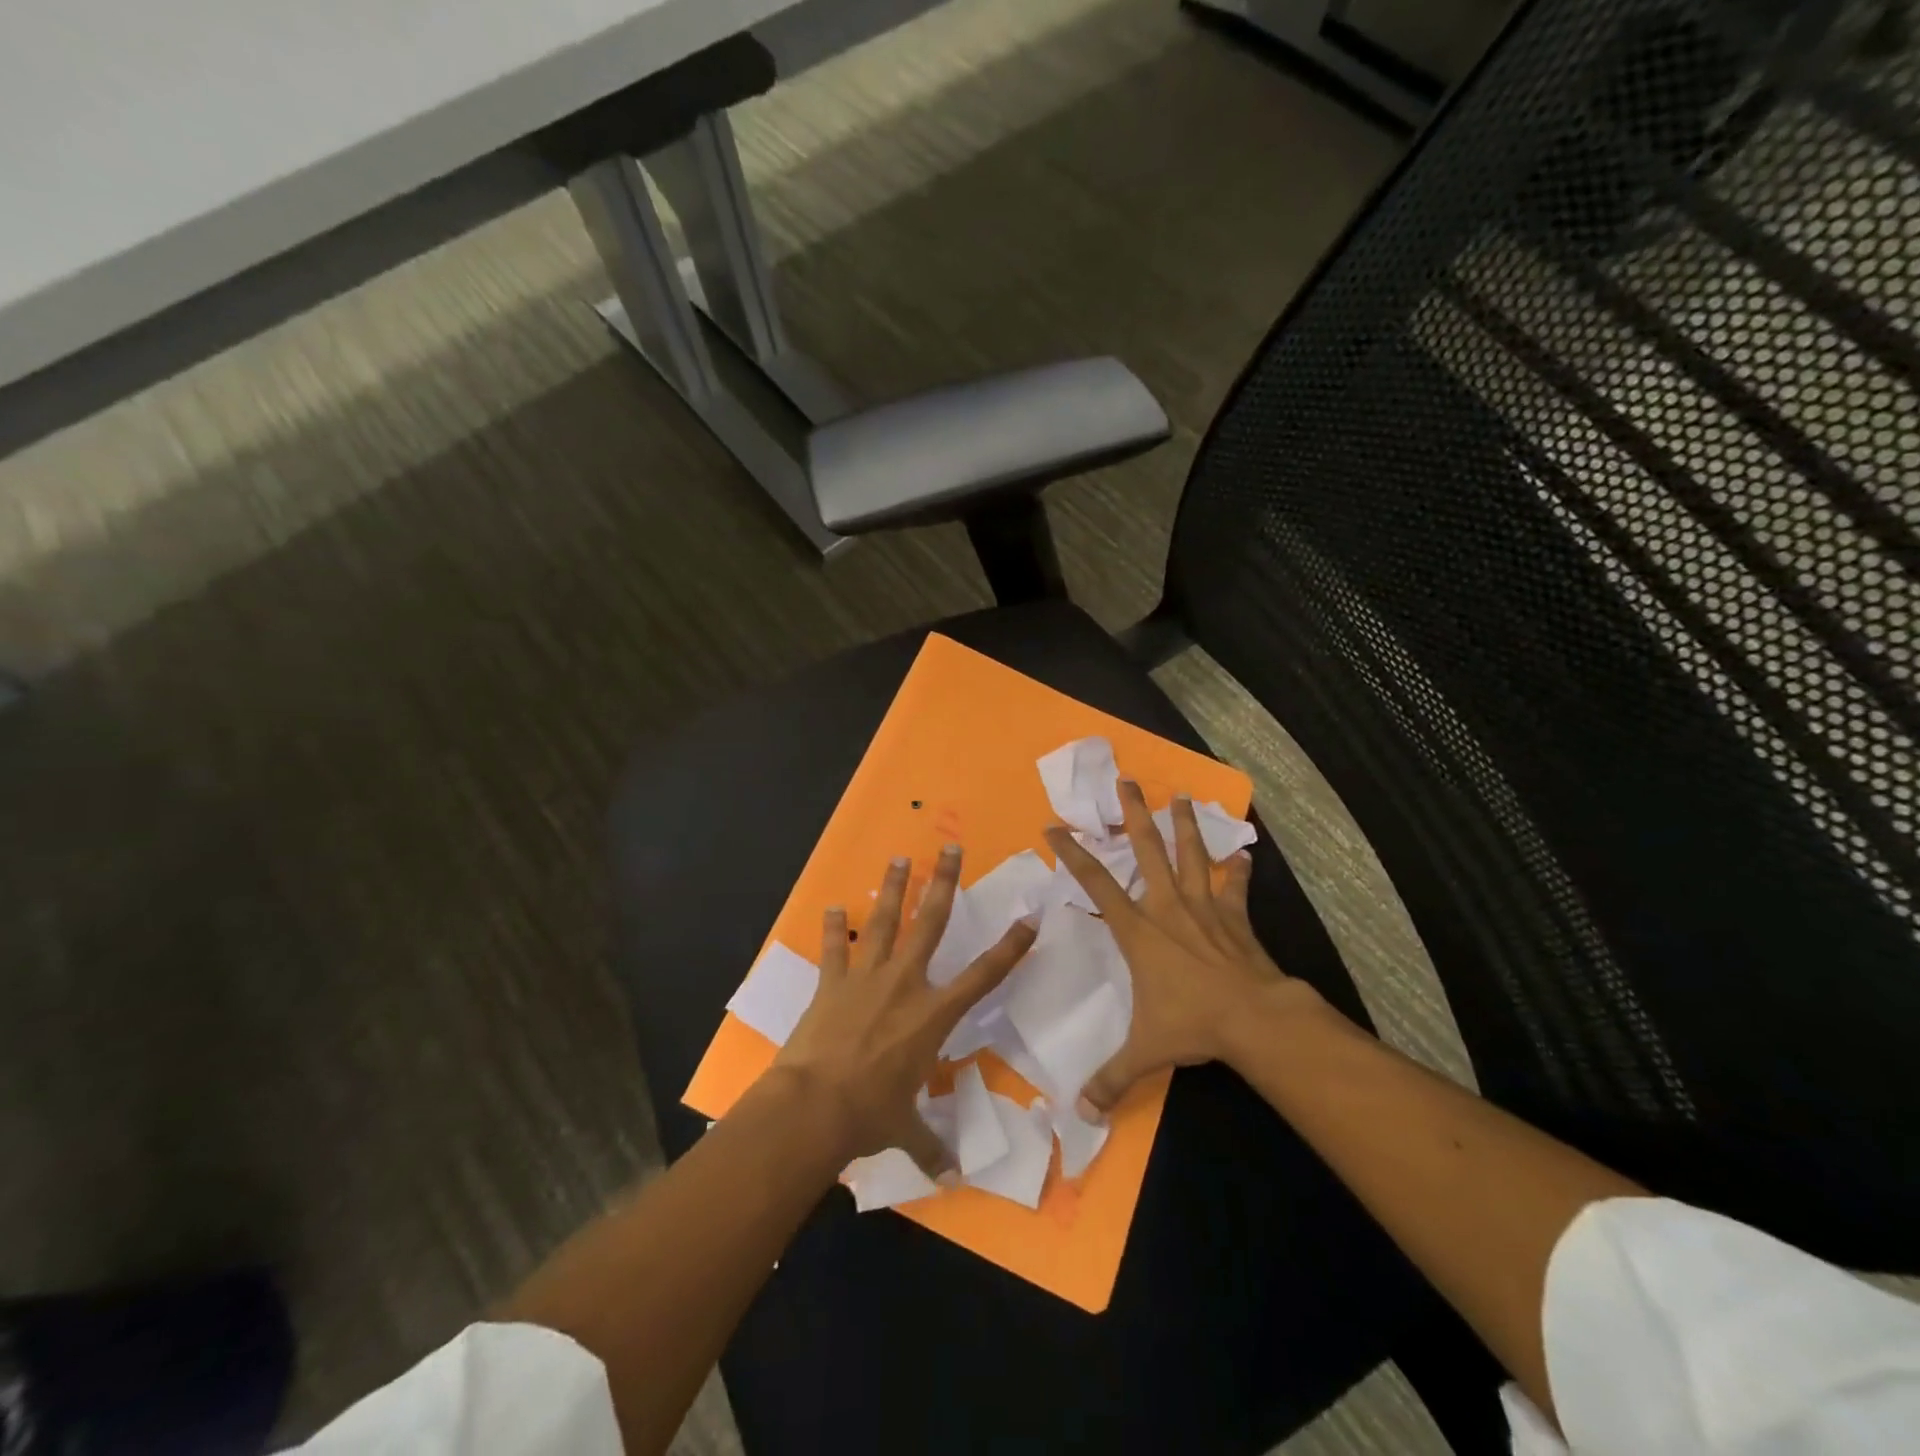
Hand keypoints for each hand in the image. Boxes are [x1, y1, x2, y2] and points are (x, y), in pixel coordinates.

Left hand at [774, 845, 1038, 1178]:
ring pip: (884, 921)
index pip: (983, 976)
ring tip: (900, 858)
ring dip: (892, 888)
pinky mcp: (832, 982)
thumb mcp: (905, 1129)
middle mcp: (905, 984)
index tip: (1029, 919)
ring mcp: (866, 977)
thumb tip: (951, 1174)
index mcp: (932, 1015)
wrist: (813, 1107)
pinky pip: (835, 947)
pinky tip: (832, 907)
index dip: (1009, 947)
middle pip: (930, 923)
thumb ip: (931, 1143)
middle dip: (943, 883)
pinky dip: (834, 927)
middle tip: (950, 848)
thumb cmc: (869, 1114)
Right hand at [1045, 782, 1322, 1118]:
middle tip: (1126, 781)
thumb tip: (1080, 1115)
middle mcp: (1167, 908)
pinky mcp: (1235, 919)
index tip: (1055, 827)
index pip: (1095, 885)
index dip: (1072, 855)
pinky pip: (1236, 889)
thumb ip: (1110, 1080)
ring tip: (1180, 796)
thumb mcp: (1144, 1052)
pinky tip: (1244, 855)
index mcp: (1138, 931)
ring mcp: (1204, 909)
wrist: (1254, 1020)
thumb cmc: (1191, 1025)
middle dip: (1133, 815)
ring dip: (1183, 825)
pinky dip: (1239, 872)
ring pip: (1191, 856)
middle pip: (1146, 851)